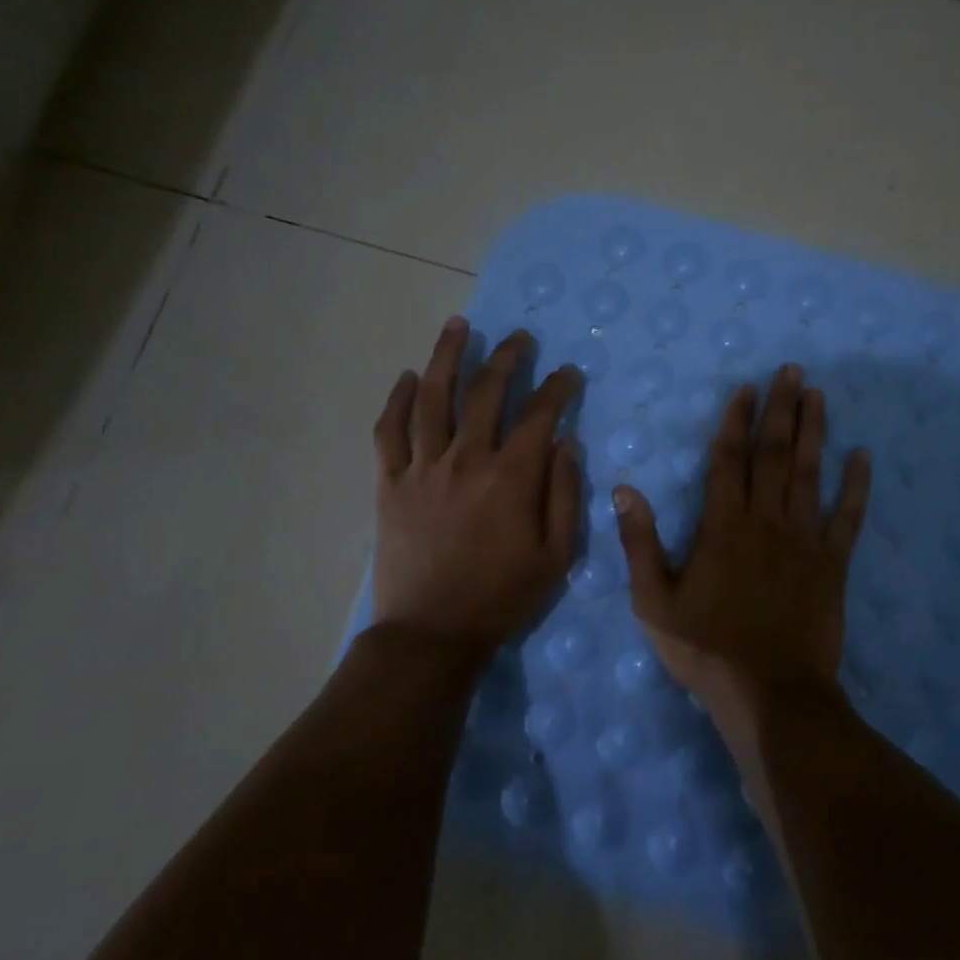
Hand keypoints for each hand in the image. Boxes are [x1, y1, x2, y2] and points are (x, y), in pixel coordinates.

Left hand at [371, 317, 584, 659]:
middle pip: (486, 392)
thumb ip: (565, 495)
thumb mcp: (556, 556)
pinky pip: (389, 431)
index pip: (539, 415)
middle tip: (520, 338)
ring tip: (458, 325)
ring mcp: (423, 467)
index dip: (558, 388)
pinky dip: (398, 400)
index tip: (570, 374)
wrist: (431, 634)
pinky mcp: (390, 482)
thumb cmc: (502, 597)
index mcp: (511, 478)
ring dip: (447, 356)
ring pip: (433, 397)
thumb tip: (568, 443)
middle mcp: (466, 460)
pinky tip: (408, 377)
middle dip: (508, 358)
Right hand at [613, 363, 869, 707]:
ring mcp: (804, 540)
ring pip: (810, 473)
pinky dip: (856, 486)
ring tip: (818, 395)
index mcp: (723, 525)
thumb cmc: (706, 649)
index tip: (747, 388)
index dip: (737, 420)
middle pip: (774, 453)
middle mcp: (766, 520)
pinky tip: (863, 457)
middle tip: (792, 371)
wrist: (771, 695)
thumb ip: (639, 543)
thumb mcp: (653, 602)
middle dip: (781, 408)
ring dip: (814, 431)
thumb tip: (623, 490)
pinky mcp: (833, 564)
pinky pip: (847, 517)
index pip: (729, 459)